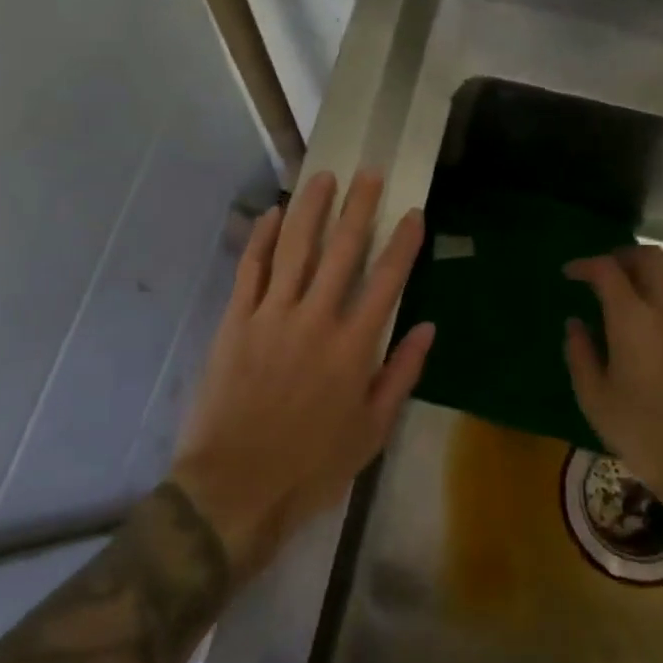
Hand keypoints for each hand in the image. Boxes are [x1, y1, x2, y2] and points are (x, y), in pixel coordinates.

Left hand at [170, 170, 433, 580]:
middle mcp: (315, 319)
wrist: (235, 488)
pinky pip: (250, 269)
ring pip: (294, 248)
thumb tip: (427, 328)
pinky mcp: (236, 320)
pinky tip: (271, 214)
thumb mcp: (371, 432)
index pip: (387, 280)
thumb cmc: (311, 466)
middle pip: (342, 251)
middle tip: (368, 174)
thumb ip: (401, 375)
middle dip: (358, 208)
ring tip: (323, 176)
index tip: (412, 212)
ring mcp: (272, 315)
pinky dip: (260, 238)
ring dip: (310, 209)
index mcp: (353, 347)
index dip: (403, 243)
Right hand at [564, 245, 662, 517]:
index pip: (608, 269)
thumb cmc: (641, 432)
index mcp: (634, 319)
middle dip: (625, 256)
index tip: (570, 275)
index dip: (585, 265)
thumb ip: (580, 353)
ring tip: (619, 320)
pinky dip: (658, 318)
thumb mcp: (594, 397)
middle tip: (603, 273)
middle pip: (652, 259)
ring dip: (643, 289)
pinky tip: (646, 353)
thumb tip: (576, 325)